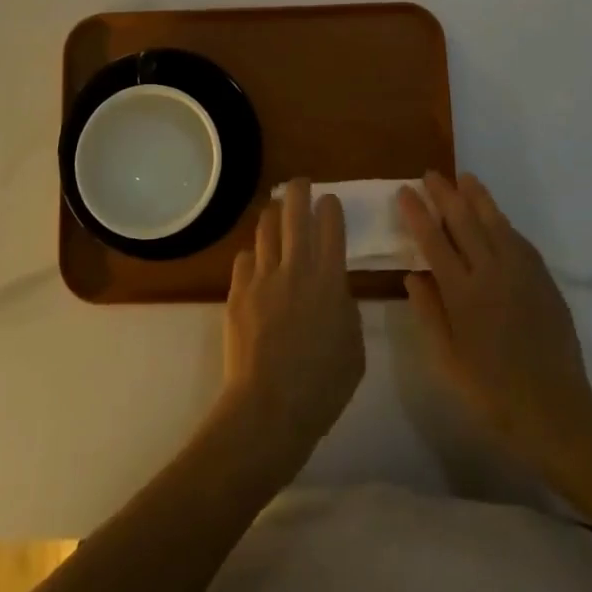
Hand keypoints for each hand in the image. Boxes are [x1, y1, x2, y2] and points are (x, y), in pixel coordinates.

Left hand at [220, 178, 364, 471]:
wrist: (269, 406)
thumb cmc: (322, 386)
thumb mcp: (354, 347)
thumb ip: (346, 309)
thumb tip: (334, 291)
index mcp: (330, 279)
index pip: (331, 224)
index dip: (331, 207)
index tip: (330, 201)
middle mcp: (296, 267)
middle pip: (294, 211)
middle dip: (299, 191)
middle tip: (301, 184)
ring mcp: (263, 276)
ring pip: (266, 227)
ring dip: (273, 214)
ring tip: (276, 211)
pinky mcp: (238, 291)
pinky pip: (244, 258)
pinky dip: (253, 255)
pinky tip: (256, 262)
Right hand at [400, 171, 591, 468]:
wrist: (555, 412)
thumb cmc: (491, 393)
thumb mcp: (447, 361)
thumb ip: (429, 314)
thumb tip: (414, 275)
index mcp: (462, 294)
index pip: (434, 241)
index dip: (418, 213)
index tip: (405, 191)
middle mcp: (491, 274)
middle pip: (464, 222)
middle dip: (445, 195)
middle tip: (430, 174)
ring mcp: (521, 274)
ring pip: (495, 223)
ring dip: (478, 198)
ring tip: (465, 178)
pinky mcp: (544, 281)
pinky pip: (520, 242)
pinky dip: (504, 223)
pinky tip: (497, 217)